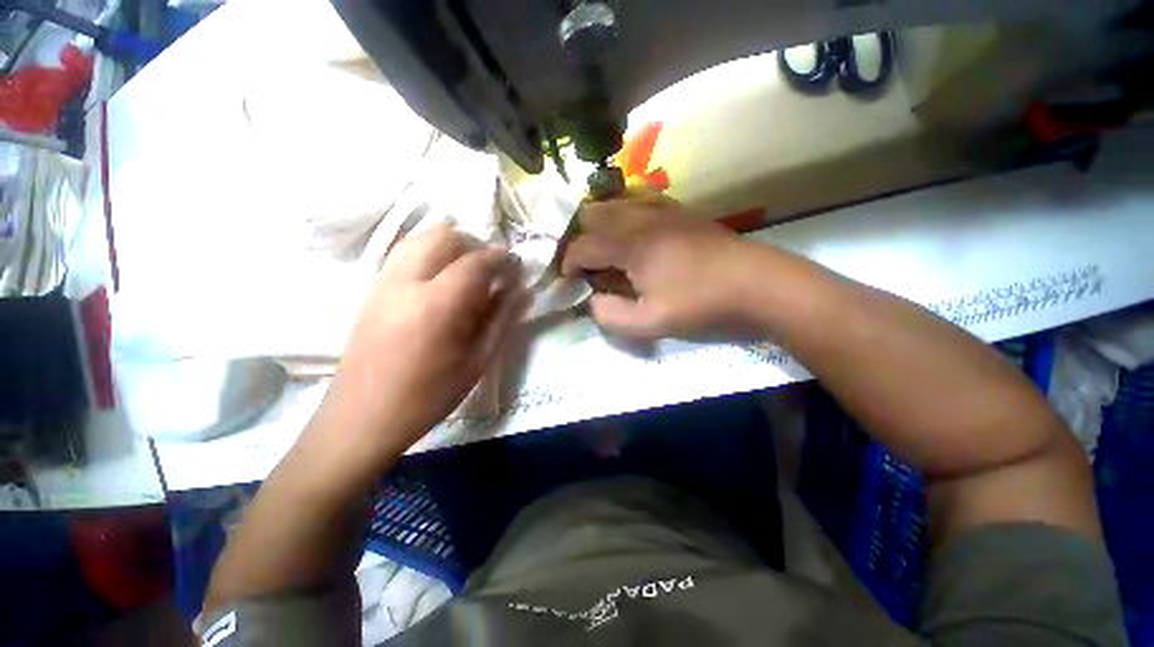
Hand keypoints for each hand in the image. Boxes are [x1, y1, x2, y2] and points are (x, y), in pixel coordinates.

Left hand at [310, 225, 527, 471]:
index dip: (501, 258)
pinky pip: (404, 253)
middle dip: (474, 245)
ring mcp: (383, 281)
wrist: (362, 418)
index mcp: (437, 305)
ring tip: (465, 273)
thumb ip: (501, 319)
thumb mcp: (477, 361)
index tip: (516, 264)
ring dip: (450, 246)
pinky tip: (439, 282)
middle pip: (444, 235)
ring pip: (420, 237)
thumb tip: (520, 289)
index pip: (476, 262)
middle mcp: (405, 282)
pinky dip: (429, 254)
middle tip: (490, 271)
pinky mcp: (371, 289)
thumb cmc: (429, 396)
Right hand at [562, 196, 768, 339]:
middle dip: (581, 241)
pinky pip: (639, 199)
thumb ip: (611, 316)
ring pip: (614, 202)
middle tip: (589, 268)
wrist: (758, 284)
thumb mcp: (651, 323)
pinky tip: (634, 234)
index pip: (582, 246)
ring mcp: (662, 208)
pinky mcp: (679, 209)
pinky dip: (625, 214)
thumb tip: (592, 301)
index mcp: (630, 244)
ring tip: (607, 251)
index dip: (568, 265)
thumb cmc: (702, 304)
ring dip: (601, 225)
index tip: (569, 282)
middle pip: (592, 215)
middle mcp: (640, 217)